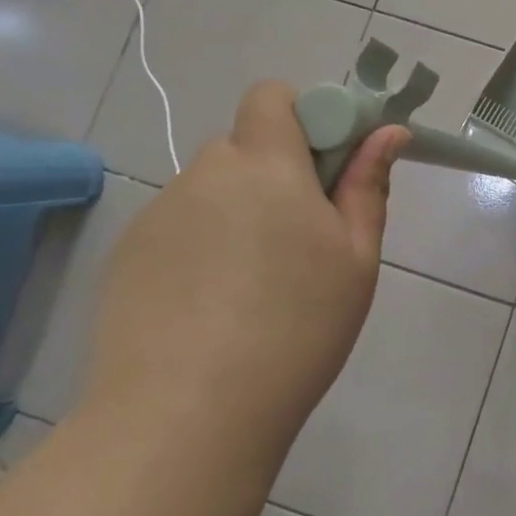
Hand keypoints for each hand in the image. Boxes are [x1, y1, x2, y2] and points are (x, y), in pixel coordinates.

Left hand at [82, 81, 407, 460]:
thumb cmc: (296, 328)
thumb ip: (368, 185)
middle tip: (301, 234)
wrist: (185, 419)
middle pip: (244, 144)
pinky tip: (211, 305)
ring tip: (254, 282)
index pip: (273, 96)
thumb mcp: (356, 258)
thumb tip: (389, 132)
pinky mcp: (126, 255)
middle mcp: (204, 175)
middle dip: (275, 170)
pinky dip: (201, 243)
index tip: (328, 168)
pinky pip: (177, 225)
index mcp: (265, 165)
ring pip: (210, 188)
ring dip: (238, 208)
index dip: (305, 116)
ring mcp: (157, 215)